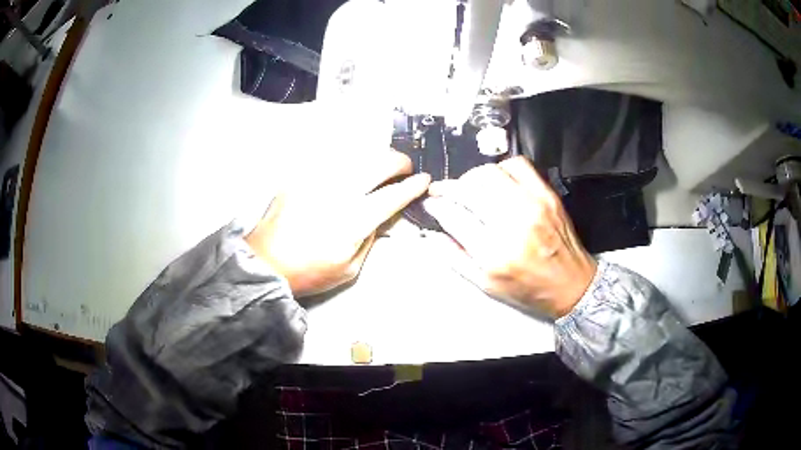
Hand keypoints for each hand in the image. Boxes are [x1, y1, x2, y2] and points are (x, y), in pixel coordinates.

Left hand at [246, 149, 430, 297]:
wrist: (265, 262)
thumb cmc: (309, 272)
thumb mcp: (349, 269)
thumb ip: (371, 238)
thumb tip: (382, 215)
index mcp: (352, 221)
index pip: (391, 196)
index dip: (412, 186)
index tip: (424, 180)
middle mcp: (338, 193)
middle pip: (377, 163)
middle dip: (399, 162)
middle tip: (404, 169)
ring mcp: (317, 180)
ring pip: (357, 155)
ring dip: (376, 158)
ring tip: (381, 167)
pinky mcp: (301, 175)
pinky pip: (333, 158)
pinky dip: (351, 160)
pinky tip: (353, 168)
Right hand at [423, 156, 595, 317]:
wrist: (571, 284)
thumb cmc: (529, 289)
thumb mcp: (486, 286)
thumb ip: (456, 259)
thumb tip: (433, 235)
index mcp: (495, 254)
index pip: (454, 216)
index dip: (437, 206)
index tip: (431, 204)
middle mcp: (513, 225)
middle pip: (470, 189)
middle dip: (448, 187)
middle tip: (443, 192)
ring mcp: (532, 205)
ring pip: (490, 173)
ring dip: (471, 177)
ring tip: (469, 187)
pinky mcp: (546, 195)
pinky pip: (517, 165)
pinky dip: (501, 168)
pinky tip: (497, 181)